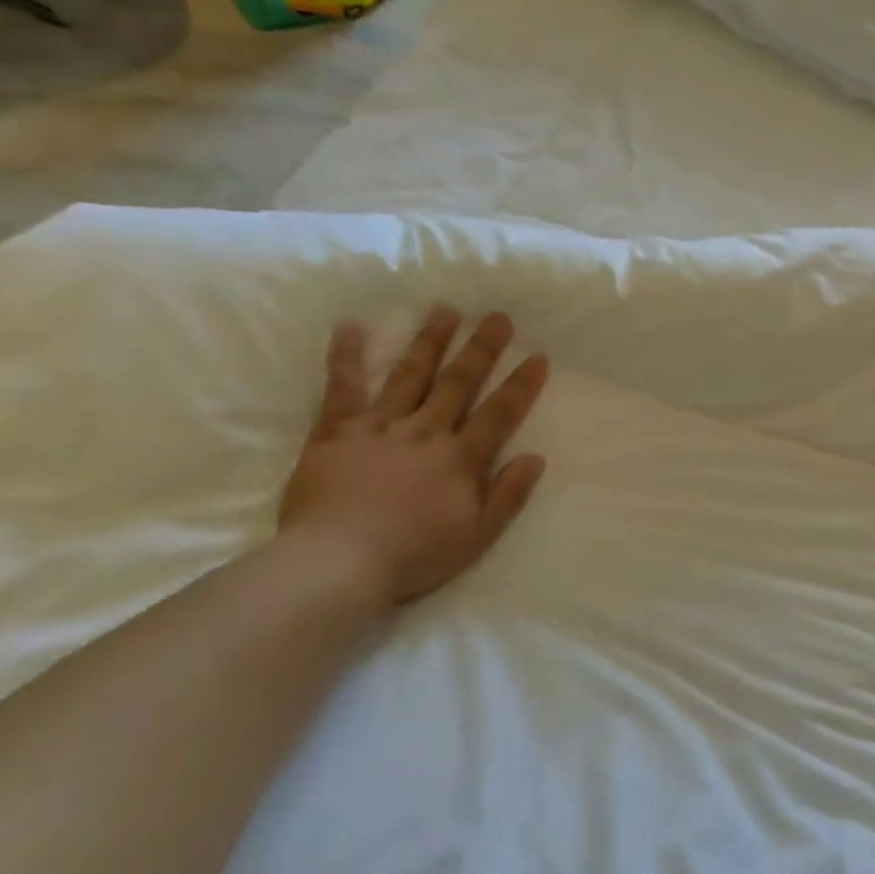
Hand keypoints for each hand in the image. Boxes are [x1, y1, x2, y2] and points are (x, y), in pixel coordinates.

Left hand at [278, 307, 549, 607]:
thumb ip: (507, 495)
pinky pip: (343, 387)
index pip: (498, 414)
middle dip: (481, 348)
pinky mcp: (336, 431)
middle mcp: (425, 432)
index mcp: (460, 459)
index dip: (520, 385)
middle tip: (497, 316)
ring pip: (410, 375)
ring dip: (430, 341)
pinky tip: (350, 325)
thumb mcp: (476, 537)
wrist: (337, 563)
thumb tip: (535, 457)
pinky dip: (345, 356)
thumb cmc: (413, 556)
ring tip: (445, 310)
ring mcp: (380, 426)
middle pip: (458, 383)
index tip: (537, 356)